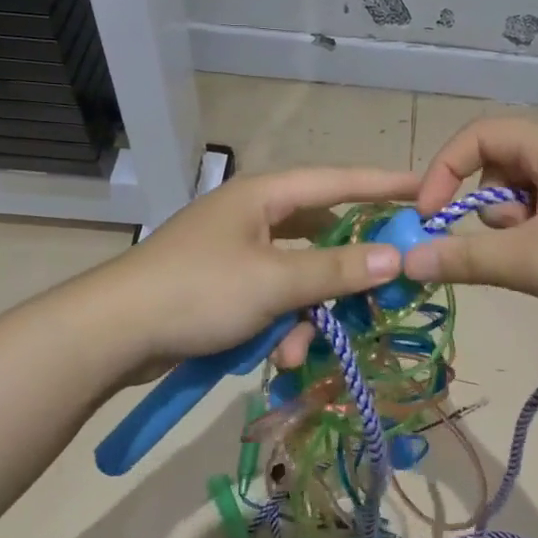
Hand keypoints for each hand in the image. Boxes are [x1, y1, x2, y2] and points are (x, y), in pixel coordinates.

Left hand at [97, 165, 419, 368]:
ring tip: (295, 350)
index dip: (383, 184)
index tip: (425, 188)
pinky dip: (280, 326)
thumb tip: (395, 257)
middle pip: (321, 235)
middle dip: (345, 272)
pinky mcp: (224, 288)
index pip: (338, 181)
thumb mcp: (275, 282)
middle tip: (384, 288)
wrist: (112, 333)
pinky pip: (272, 300)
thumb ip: (337, 270)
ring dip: (307, 315)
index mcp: (264, 197)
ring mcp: (237, 253)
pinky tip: (274, 356)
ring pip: (298, 277)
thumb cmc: (198, 292)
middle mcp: (254, 217)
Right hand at [407, 118, 537, 337]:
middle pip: (502, 160)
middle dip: (490, 204)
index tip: (428, 217)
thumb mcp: (530, 262)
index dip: (444, 172)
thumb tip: (407, 260)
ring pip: (526, 185)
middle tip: (509, 244)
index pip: (479, 135)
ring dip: (516, 221)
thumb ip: (463, 256)